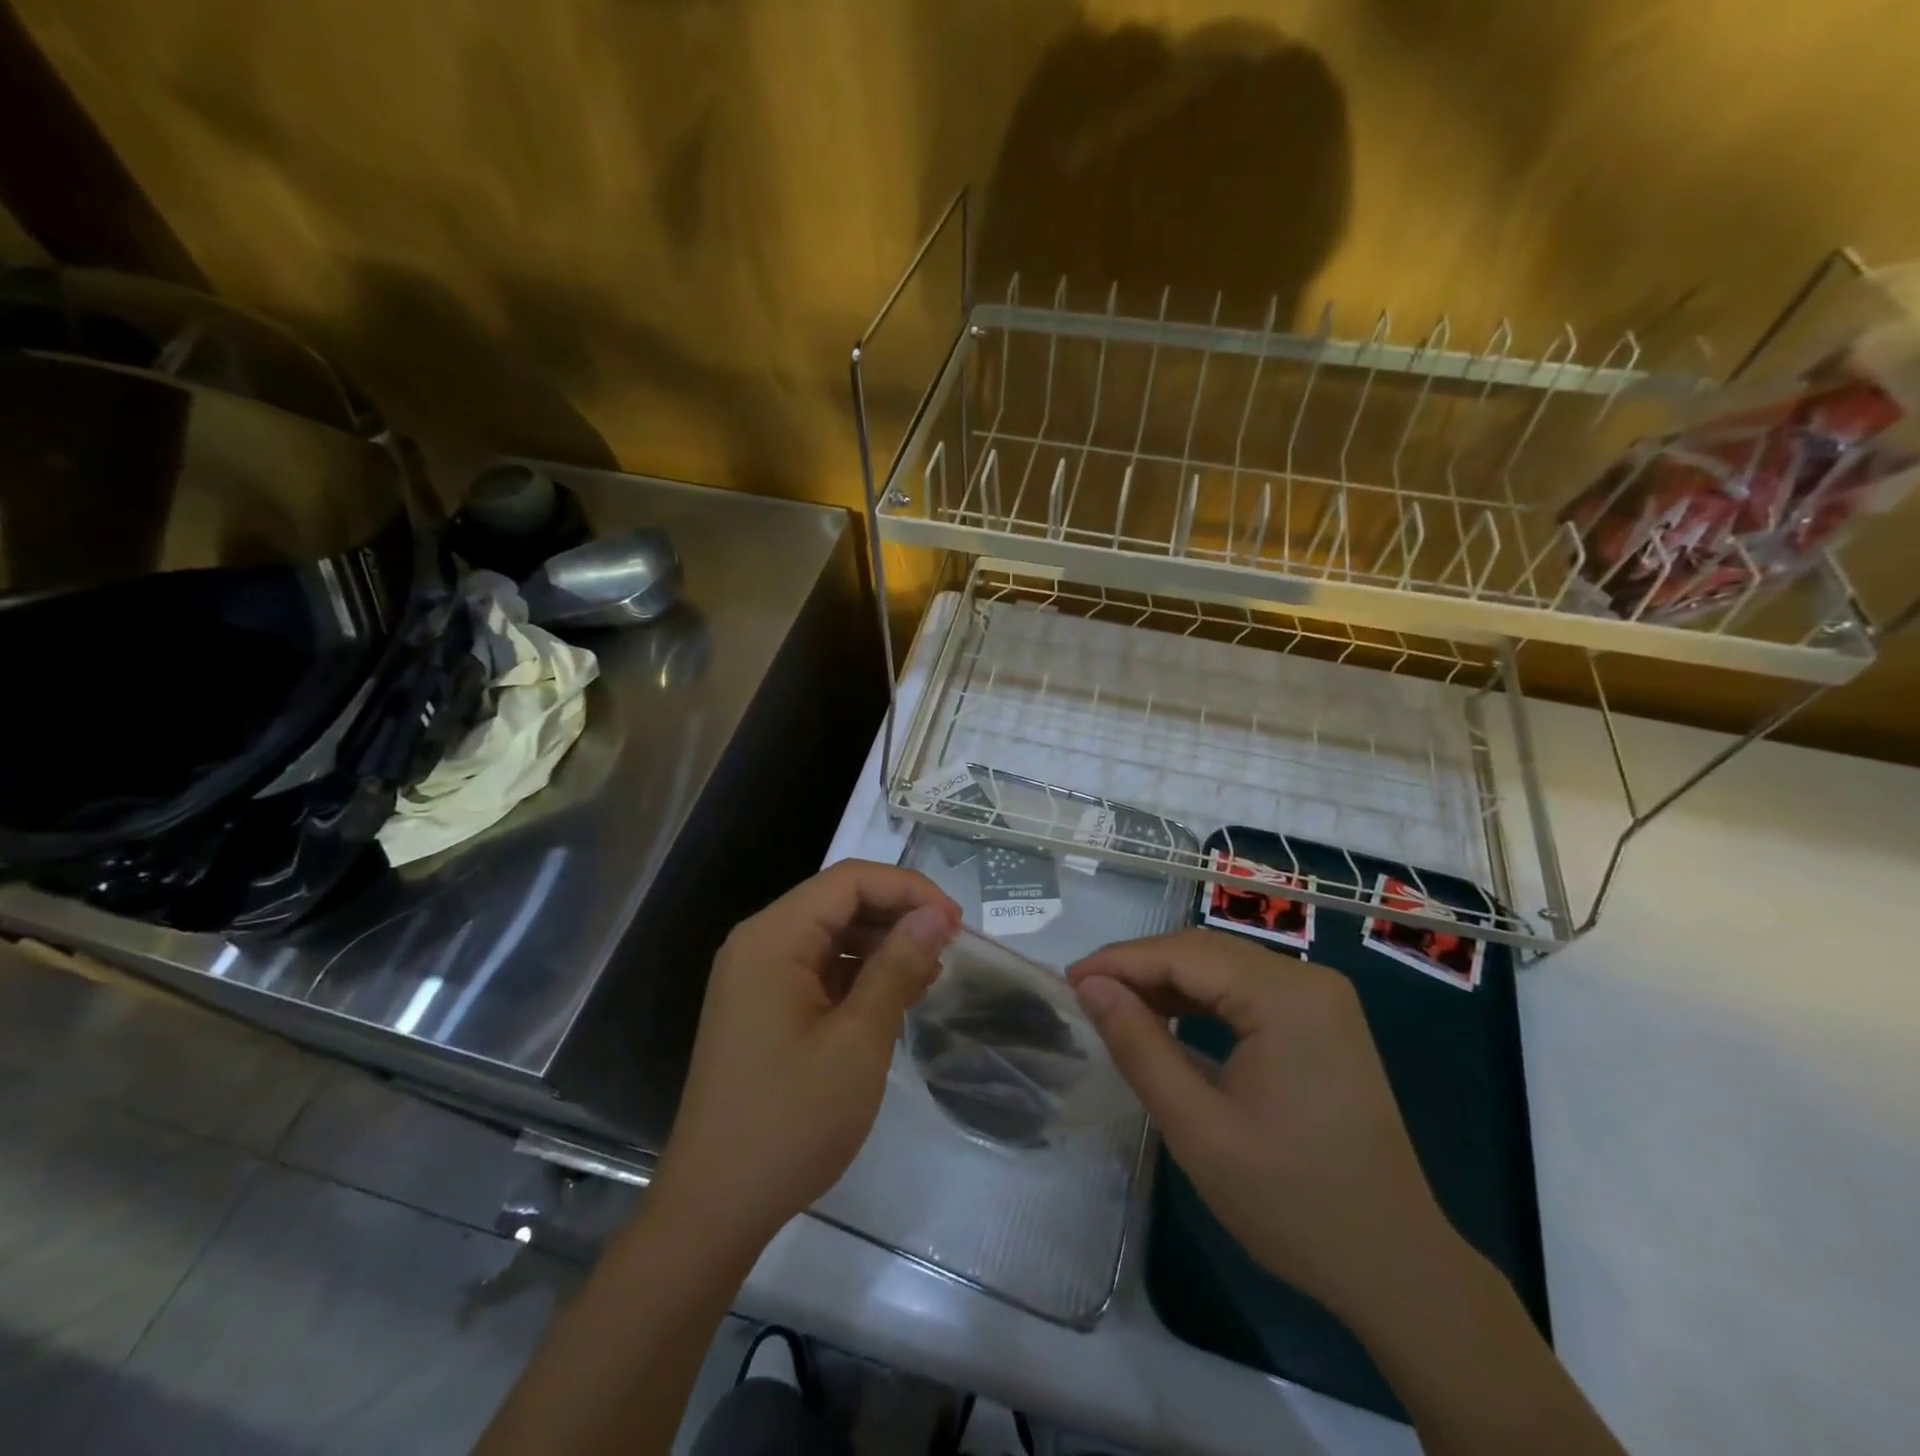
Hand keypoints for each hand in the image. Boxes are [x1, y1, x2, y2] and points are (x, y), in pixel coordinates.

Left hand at [651, 860, 960, 1254]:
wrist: (715, 1207)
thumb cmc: (790, 1121)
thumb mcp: (858, 1041)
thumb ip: (897, 967)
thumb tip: (935, 915)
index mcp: (773, 938)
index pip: (849, 880)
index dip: (908, 889)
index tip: (955, 922)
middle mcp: (759, 943)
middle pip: (838, 901)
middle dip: (897, 914)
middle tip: (950, 946)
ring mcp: (757, 976)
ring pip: (831, 934)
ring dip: (882, 944)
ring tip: (931, 973)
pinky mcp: (763, 1006)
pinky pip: (819, 968)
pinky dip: (860, 973)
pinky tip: (896, 996)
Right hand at [1068, 929, 1454, 1325]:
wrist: (1396, 1267)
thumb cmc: (1292, 1203)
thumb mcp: (1197, 1128)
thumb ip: (1138, 1046)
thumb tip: (1090, 986)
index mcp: (1287, 997)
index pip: (1185, 955)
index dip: (1120, 961)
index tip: (1068, 979)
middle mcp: (1309, 980)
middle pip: (1205, 952)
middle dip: (1140, 967)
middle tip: (1085, 993)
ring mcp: (1321, 1000)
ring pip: (1224, 968)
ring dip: (1168, 982)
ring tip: (1115, 1005)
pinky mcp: (1322, 1022)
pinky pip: (1247, 991)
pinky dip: (1201, 1000)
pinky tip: (1167, 1018)